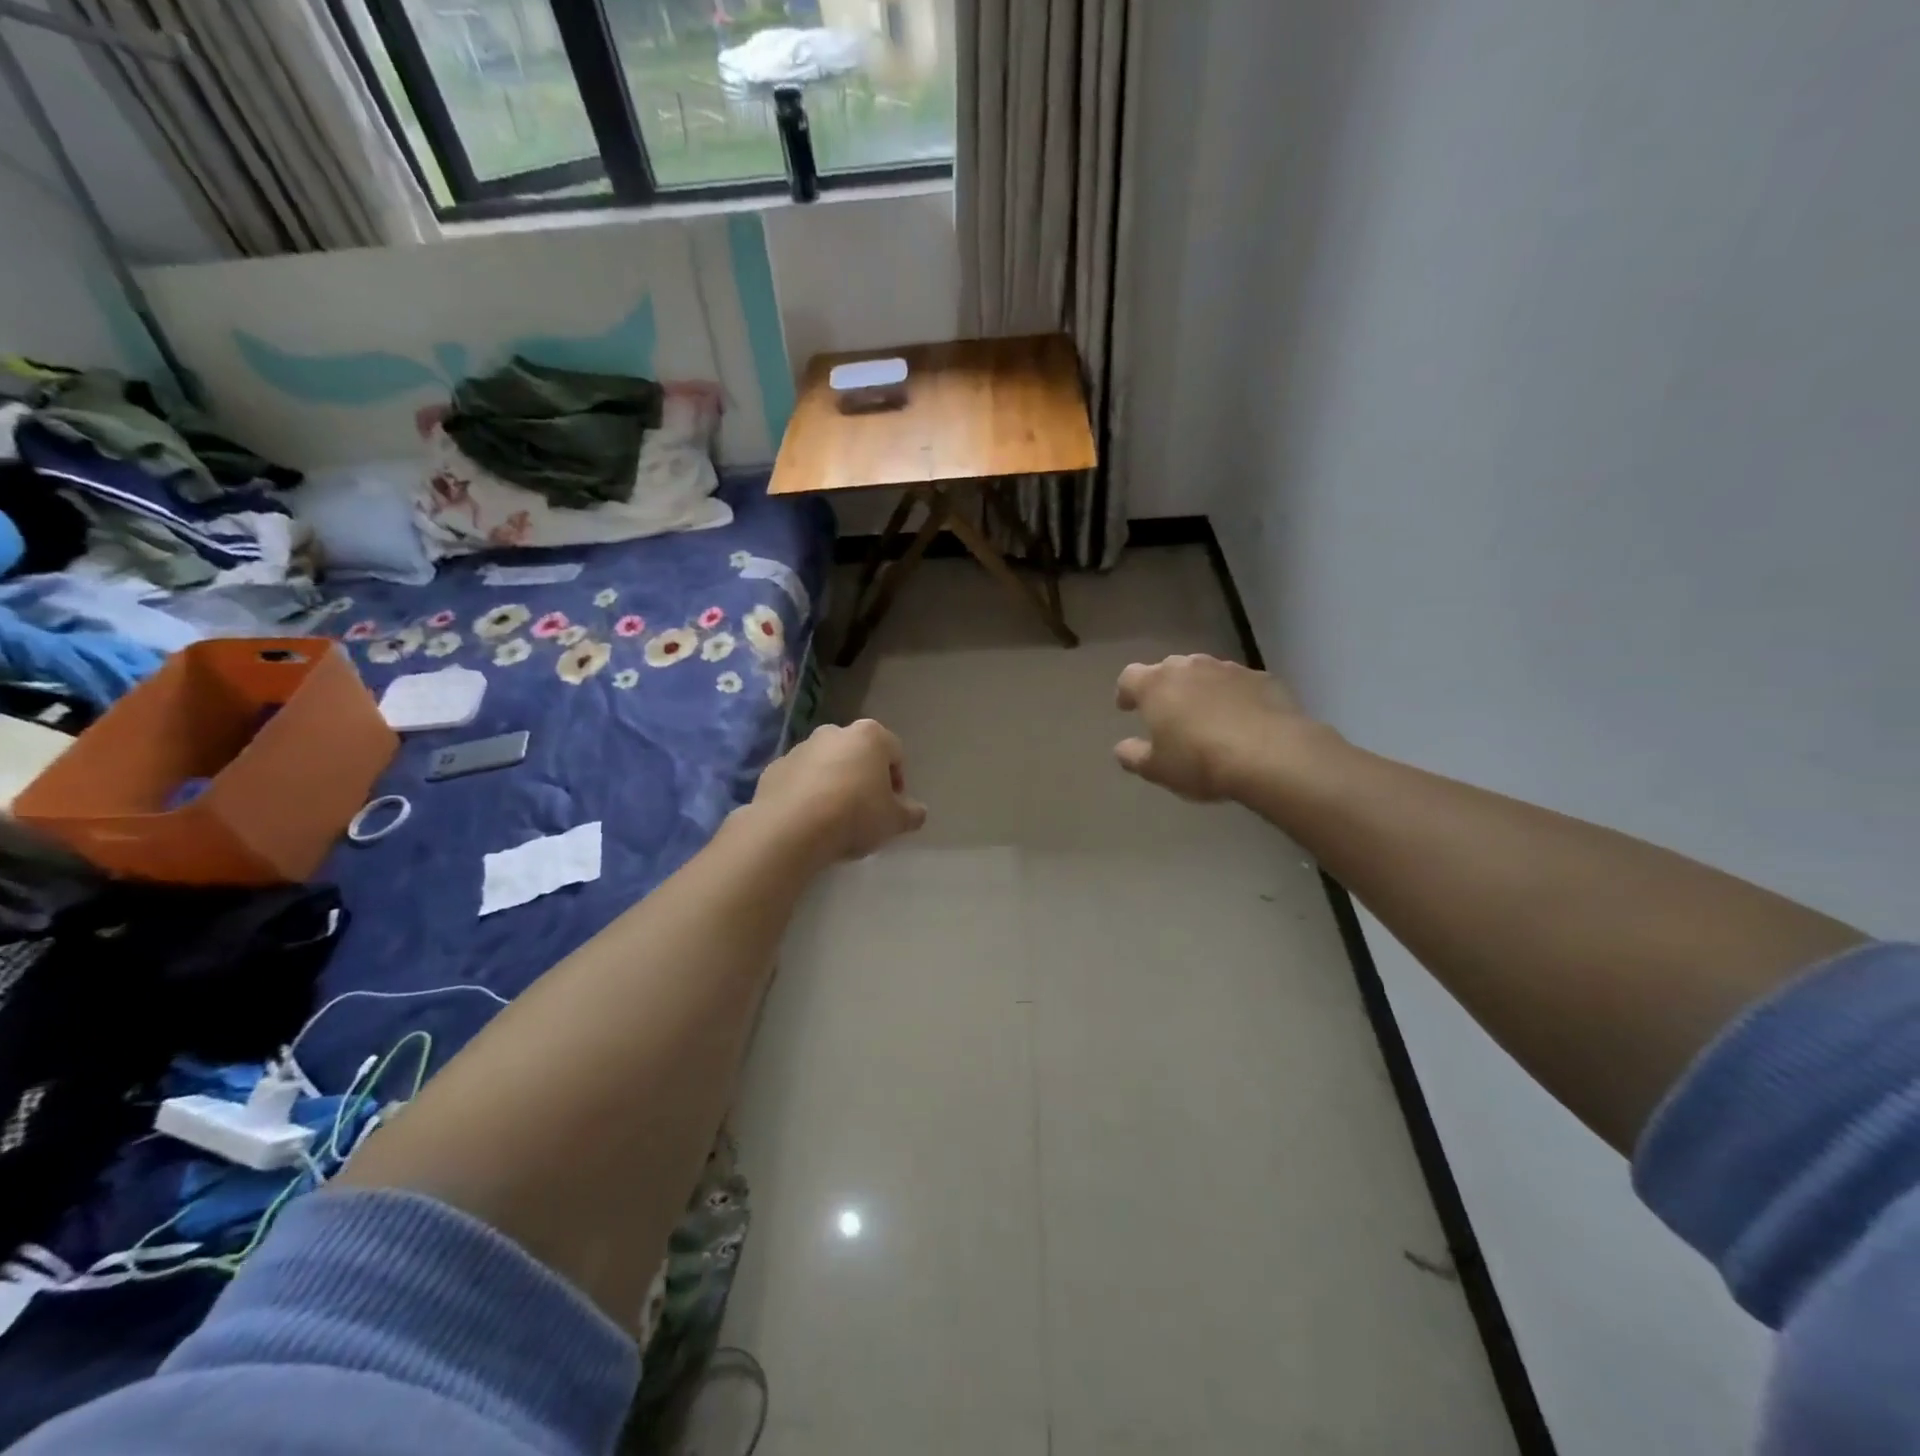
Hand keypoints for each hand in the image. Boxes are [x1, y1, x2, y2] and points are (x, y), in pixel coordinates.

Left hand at [751, 719, 927, 862]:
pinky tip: (807, 820)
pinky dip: (805, 794)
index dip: (897, 781)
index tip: (892, 807)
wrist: (790, 829)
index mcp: (870, 736)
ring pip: (826, 764)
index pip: (894, 752)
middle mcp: (834, 732)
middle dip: (863, 777)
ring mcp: (800, 748)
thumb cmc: (854, 815)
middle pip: (858, 754)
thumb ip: (911, 814)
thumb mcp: (894, 821)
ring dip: (833, 784)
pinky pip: (798, 780)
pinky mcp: (773, 768)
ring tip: (833, 819)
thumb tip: (918, 812)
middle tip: (865, 811)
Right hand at [1114, 655, 1313, 801]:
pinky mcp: (1262, 678)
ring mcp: (1228, 669)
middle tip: (1167, 712)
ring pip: (1204, 673)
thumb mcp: (1157, 769)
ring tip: (1205, 716)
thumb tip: (1123, 748)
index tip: (1127, 708)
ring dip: (1199, 689)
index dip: (1126, 692)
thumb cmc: (1200, 761)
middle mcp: (1189, 667)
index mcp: (1155, 685)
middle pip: (1168, 669)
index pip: (1129, 677)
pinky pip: (1238, 684)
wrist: (1272, 754)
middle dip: (1164, 687)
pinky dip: (1232, 696)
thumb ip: (1133, 756)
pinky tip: (1241, 720)